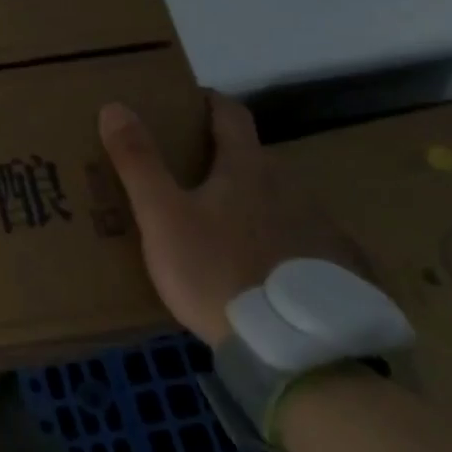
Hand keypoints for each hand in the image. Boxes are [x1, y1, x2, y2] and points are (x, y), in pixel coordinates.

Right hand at [98, 92, 363, 346]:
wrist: (296, 351)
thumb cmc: (217, 270)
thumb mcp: (162, 217)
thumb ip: (138, 162)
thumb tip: (115, 106)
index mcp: (247, 169)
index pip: (230, 115)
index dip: (206, 101)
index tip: (185, 101)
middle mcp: (290, 188)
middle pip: (252, 158)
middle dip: (220, 159)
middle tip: (185, 176)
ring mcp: (319, 229)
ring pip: (276, 200)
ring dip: (248, 201)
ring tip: (218, 227)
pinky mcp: (336, 270)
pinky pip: (299, 240)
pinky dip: (274, 240)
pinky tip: (258, 269)